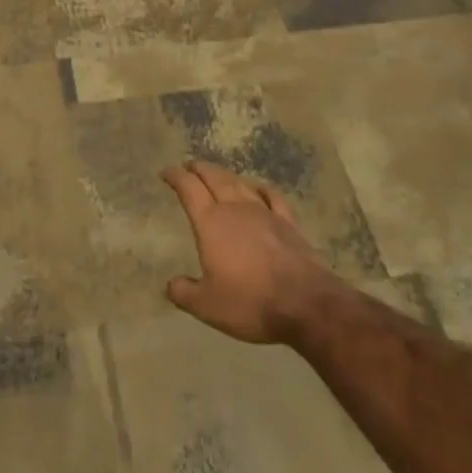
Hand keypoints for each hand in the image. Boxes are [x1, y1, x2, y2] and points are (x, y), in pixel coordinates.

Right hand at [162, 161, 342, 344]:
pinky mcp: (287, 222)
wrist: (305, 303)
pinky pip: (272, 196)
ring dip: (224, 175)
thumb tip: (170, 284)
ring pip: (240, 183)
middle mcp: (235, 208)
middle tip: (189, 166)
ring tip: (216, 173)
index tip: (166, 172)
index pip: (188, 188)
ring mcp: (264, 212)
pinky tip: (258, 187)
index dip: (175, 176)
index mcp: (210, 222)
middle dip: (198, 169)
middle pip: (214, 178)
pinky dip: (261, 188)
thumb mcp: (207, 306)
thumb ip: (184, 293)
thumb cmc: (250, 302)